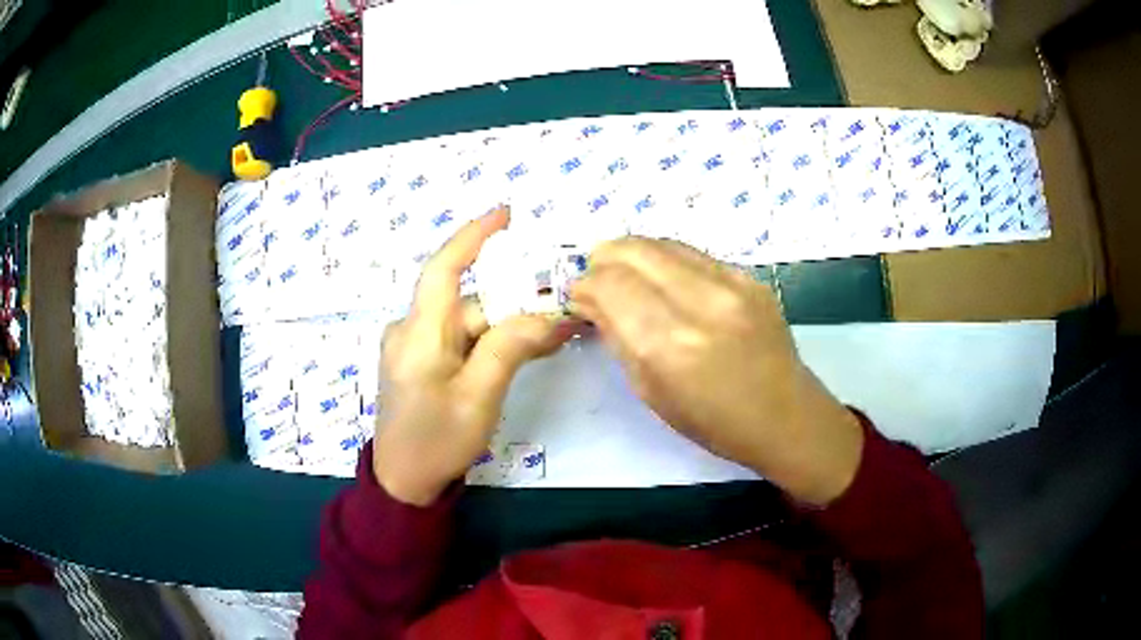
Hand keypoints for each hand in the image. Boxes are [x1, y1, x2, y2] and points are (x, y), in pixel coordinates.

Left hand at [373, 207, 571, 505]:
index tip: (506, 215)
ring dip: (507, 328)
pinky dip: (490, 342)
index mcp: (419, 333)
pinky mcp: (419, 363)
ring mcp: (413, 348)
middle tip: (562, 307)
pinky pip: (459, 341)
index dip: (474, 236)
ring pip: (468, 324)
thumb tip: (550, 315)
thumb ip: (511, 347)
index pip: (444, 268)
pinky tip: (522, 352)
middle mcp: (411, 330)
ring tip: (552, 335)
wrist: (403, 483)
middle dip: (514, 303)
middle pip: (468, 303)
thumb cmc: (436, 441)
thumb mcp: (480, 396)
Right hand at [571, 238, 863, 505]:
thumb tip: (592, 301)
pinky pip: (692, 253)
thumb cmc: (713, 422)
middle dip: (602, 259)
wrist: (784, 415)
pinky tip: (664, 279)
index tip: (579, 298)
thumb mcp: (651, 391)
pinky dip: (665, 260)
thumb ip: (618, 337)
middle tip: (597, 280)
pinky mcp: (749, 276)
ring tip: (625, 275)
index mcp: (668, 345)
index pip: (609, 284)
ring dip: (632, 254)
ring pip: (661, 243)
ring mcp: (730, 283)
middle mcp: (699, 302)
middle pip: (632, 250)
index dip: (584, 286)